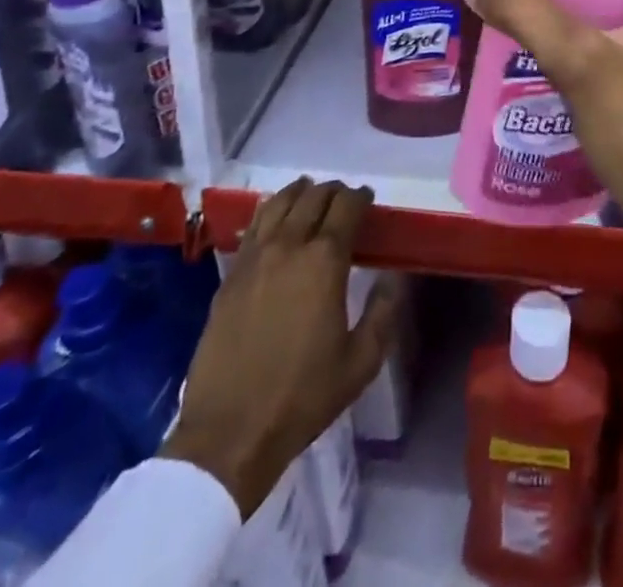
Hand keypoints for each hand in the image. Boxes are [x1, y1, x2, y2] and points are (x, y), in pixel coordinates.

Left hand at [162, 179, 399, 514]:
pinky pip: (254, 226)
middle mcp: (289, 246)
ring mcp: (255, 258)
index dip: (361, 197)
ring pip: (279, 203)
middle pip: (313, 197)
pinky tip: (275, 218)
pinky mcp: (230, 275)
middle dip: (333, 191)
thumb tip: (392, 277)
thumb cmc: (303, 397)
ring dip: (300, 192)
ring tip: (310, 193)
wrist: (230, 432)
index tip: (368, 199)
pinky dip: (270, 211)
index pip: (346, 207)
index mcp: (325, 261)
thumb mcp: (361, 362)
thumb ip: (383, 312)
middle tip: (344, 198)